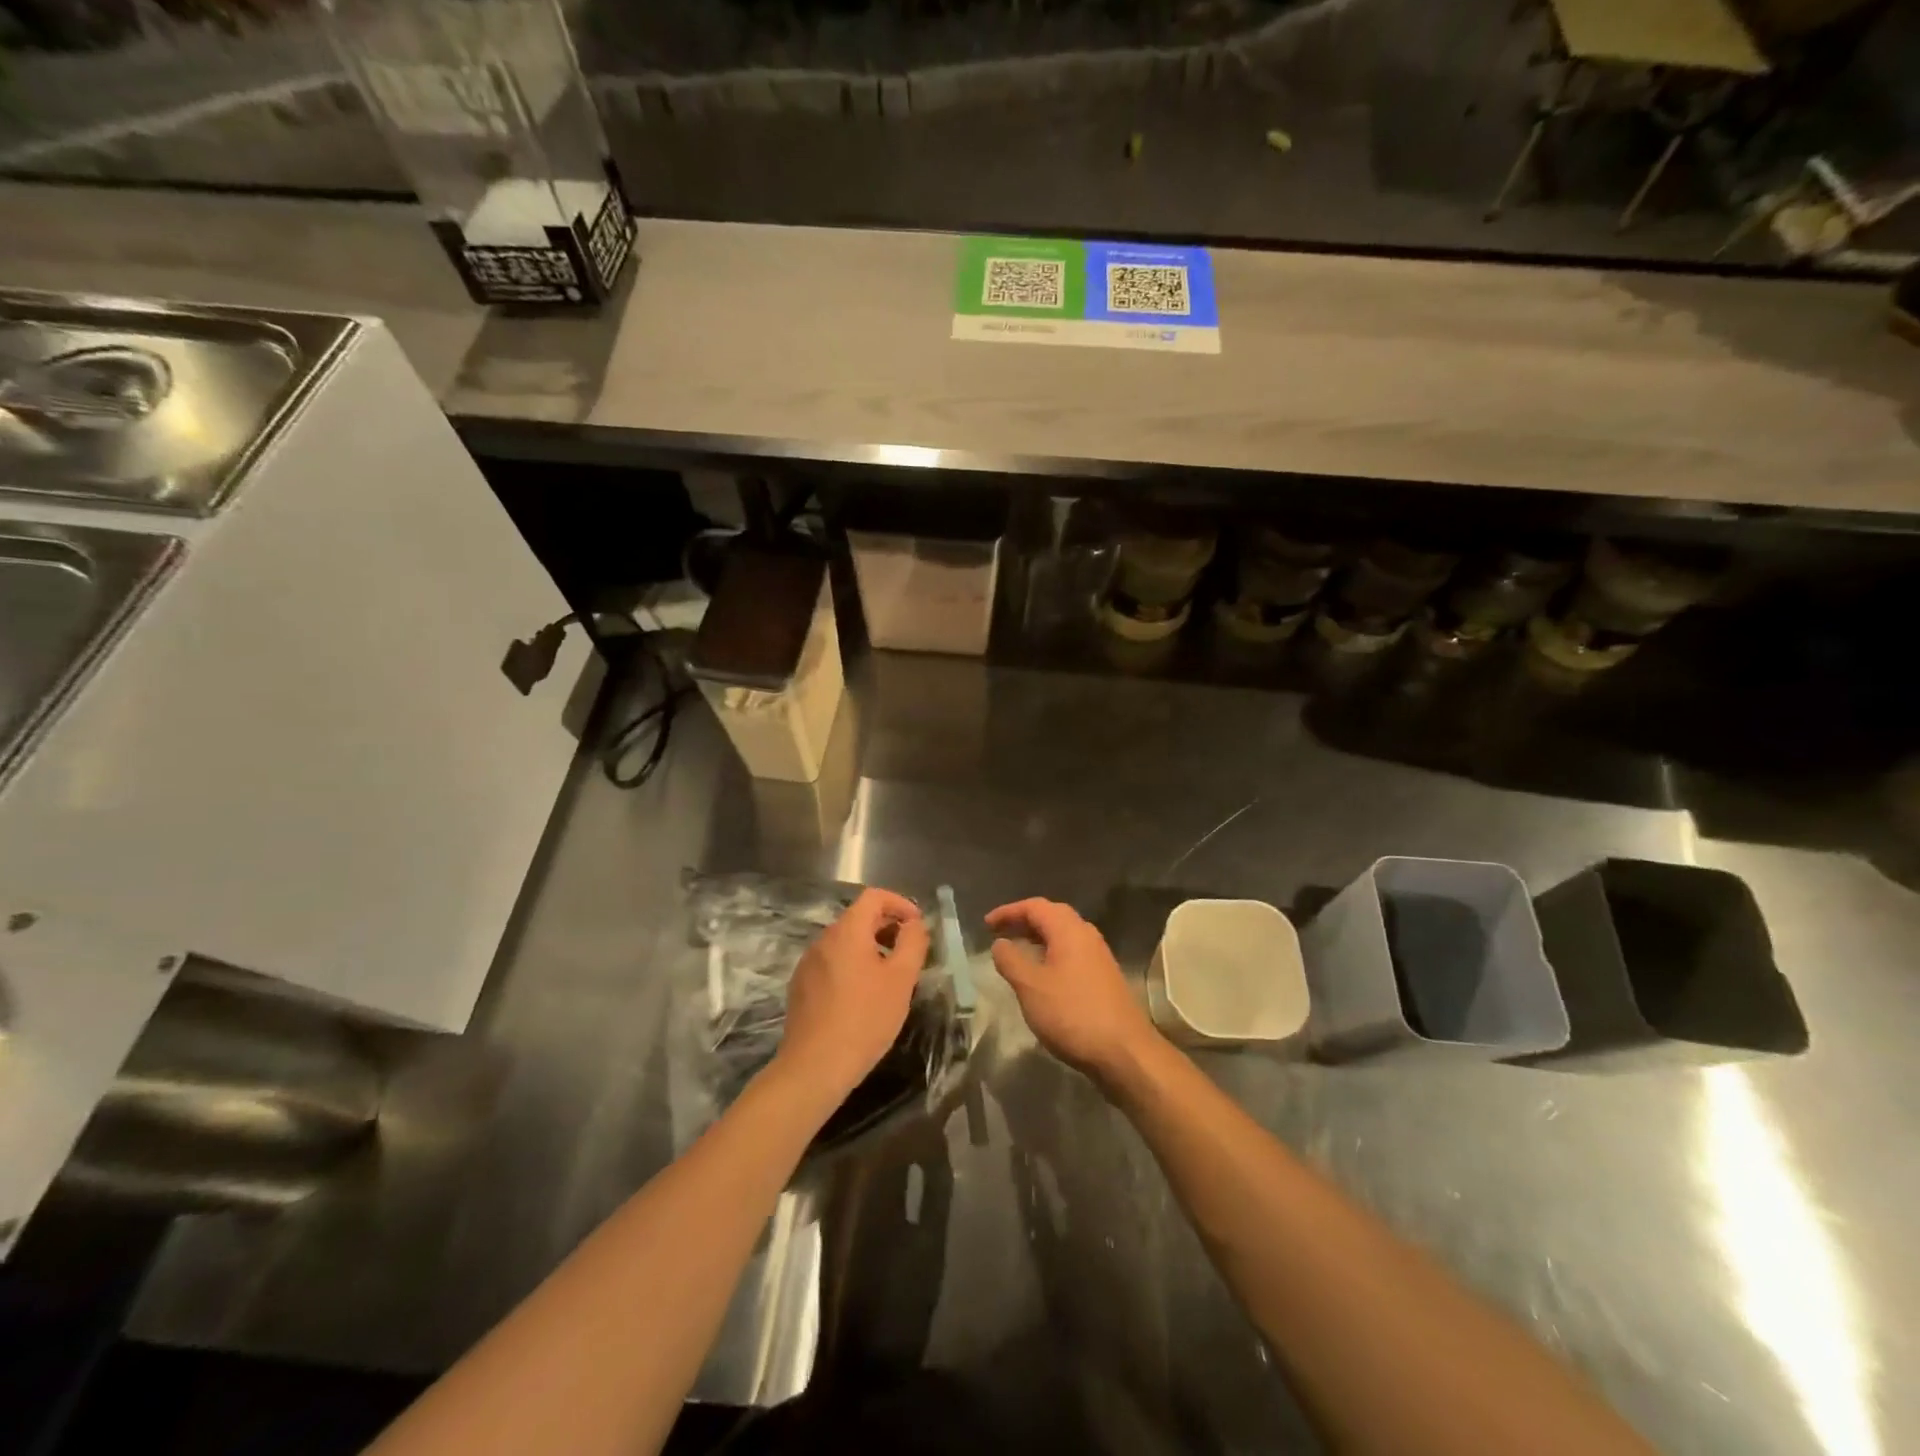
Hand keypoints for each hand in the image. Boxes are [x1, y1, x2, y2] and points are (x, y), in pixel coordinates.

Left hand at [774, 887, 929, 1108]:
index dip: (899, 904)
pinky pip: (832, 963)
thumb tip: (914, 925)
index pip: (874, 897)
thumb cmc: (865, 1019)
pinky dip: (852, 966)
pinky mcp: (801, 987)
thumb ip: (913, 943)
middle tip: (909, 953)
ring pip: (844, 942)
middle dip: (887, 927)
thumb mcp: (901, 980)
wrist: (815, 1067)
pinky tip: (862, 997)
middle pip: (858, 918)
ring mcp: (808, 964)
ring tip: (889, 977)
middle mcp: (823, 940)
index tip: (917, 926)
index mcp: (847, 932)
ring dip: (870, 948)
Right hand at [987, 897, 1164, 1090]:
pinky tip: (1042, 975)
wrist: (1125, 1052)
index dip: (1008, 911)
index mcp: (1069, 930)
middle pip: (1052, 916)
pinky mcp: (1104, 978)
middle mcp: (1087, 935)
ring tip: (1017, 952)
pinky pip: (1071, 953)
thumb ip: (1011, 960)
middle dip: (1024, 921)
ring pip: (1063, 935)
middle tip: (1000, 933)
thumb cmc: (1072, 1014)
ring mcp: (1099, 957)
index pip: (1035, 906)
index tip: (986, 924)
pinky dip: (1051, 954)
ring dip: (1038, 938)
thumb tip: (1000, 943)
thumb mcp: (1031, 987)